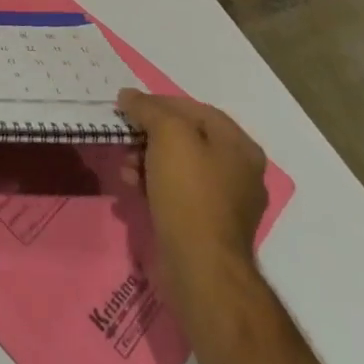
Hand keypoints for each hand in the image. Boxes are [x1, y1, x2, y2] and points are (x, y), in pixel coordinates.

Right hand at [118, 87, 267, 297]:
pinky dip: (152, 185)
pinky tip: (132, 189)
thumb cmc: (189, 193)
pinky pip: (176, 193)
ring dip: (145, 160)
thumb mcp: (168, 135)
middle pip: (185, 138)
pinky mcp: (207, 226)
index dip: (160, 103)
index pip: (195, 109)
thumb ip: (148, 109)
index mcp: (239, 147)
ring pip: (177, 166)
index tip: (129, 106)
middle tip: (125, 138)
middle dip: (149, 135)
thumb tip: (129, 96)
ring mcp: (224, 202)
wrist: (200, 267)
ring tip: (124, 169)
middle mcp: (238, 172)